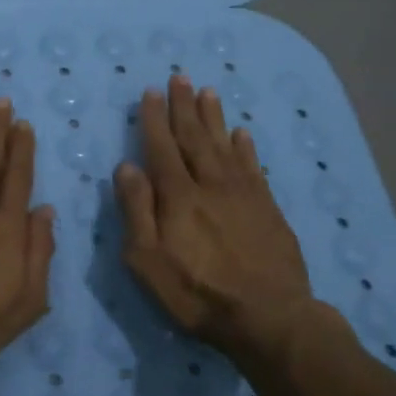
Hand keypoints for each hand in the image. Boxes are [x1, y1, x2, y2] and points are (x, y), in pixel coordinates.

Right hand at [114, 76, 316, 364]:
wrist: (269, 318)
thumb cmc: (197, 294)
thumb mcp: (148, 261)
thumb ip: (136, 211)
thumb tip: (126, 167)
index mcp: (178, 196)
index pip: (162, 148)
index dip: (154, 119)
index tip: (150, 92)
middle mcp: (210, 185)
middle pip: (194, 138)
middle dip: (183, 106)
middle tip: (179, 77)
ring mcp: (243, 195)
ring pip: (224, 145)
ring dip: (213, 117)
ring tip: (207, 91)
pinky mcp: (267, 209)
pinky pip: (253, 167)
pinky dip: (245, 147)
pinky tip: (241, 133)